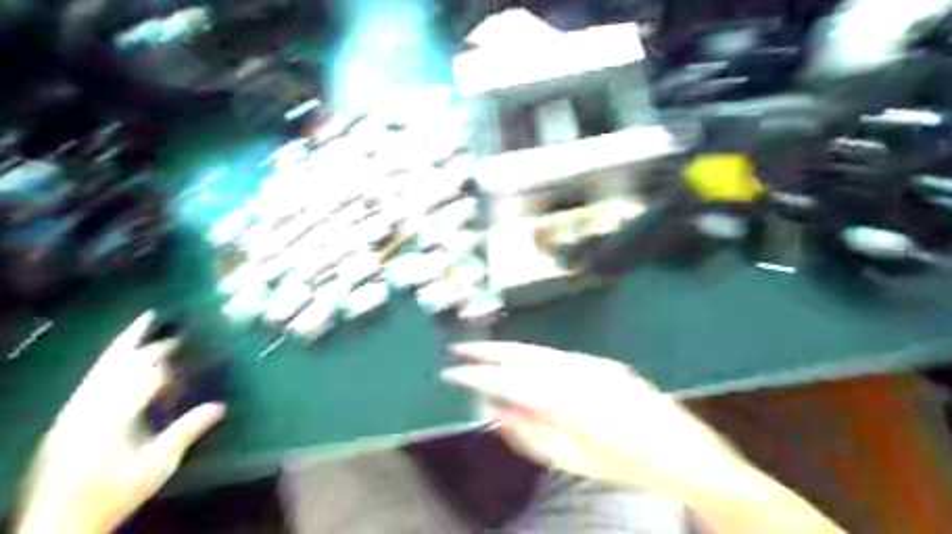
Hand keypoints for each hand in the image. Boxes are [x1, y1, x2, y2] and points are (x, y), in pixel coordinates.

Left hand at [15, 310, 224, 533]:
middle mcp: (89, 408)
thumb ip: (186, 432)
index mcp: (113, 418)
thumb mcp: (157, 466)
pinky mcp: (66, 418)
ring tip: (142, 323)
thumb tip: (220, 407)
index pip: (145, 377)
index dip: (170, 365)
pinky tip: (118, 359)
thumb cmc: (113, 494)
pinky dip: (108, 361)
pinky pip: (90, 379)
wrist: (57, 524)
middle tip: (175, 332)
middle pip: (120, 364)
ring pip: (101, 367)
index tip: (194, 356)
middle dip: (149, 345)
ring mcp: (74, 412)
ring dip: (124, 344)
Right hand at [443, 345, 738, 497]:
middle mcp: (576, 374)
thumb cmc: (624, 467)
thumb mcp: (570, 461)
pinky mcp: (602, 362)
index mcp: (565, 404)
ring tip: (481, 351)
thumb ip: (527, 434)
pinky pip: (557, 355)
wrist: (684, 454)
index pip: (508, 383)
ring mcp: (591, 364)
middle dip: (487, 351)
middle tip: (459, 349)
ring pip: (539, 352)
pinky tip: (520, 358)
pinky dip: (533, 355)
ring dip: (507, 350)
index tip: (451, 372)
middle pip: (521, 356)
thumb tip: (492, 409)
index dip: (476, 376)